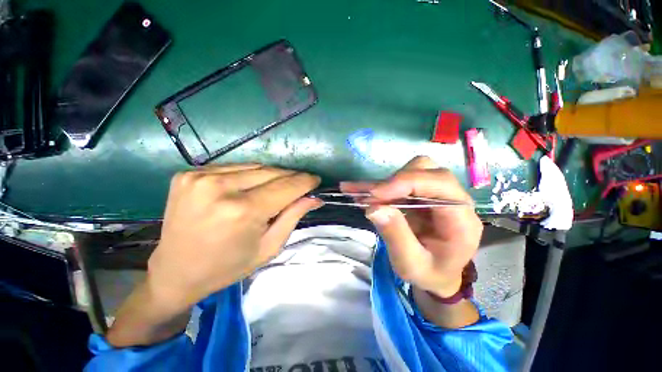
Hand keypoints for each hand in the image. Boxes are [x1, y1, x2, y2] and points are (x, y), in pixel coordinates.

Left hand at [147, 163, 320, 308]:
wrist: (175, 272)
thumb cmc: (227, 267)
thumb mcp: (269, 247)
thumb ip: (293, 217)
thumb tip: (314, 198)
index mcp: (242, 211)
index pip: (286, 186)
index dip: (305, 181)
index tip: (316, 180)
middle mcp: (220, 187)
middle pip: (271, 172)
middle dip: (291, 177)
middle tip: (302, 184)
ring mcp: (200, 177)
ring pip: (255, 167)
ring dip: (272, 175)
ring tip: (279, 186)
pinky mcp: (188, 173)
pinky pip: (234, 167)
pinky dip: (250, 175)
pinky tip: (252, 186)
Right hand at [341, 156, 482, 297]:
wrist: (439, 276)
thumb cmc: (430, 274)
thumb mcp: (411, 265)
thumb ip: (396, 236)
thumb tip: (374, 207)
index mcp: (461, 219)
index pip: (439, 183)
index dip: (405, 182)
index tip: (374, 194)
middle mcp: (454, 200)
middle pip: (426, 169)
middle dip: (393, 181)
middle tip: (369, 197)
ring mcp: (438, 194)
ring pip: (412, 170)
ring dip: (385, 182)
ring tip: (361, 193)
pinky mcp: (423, 195)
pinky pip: (402, 181)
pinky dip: (381, 186)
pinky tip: (362, 191)